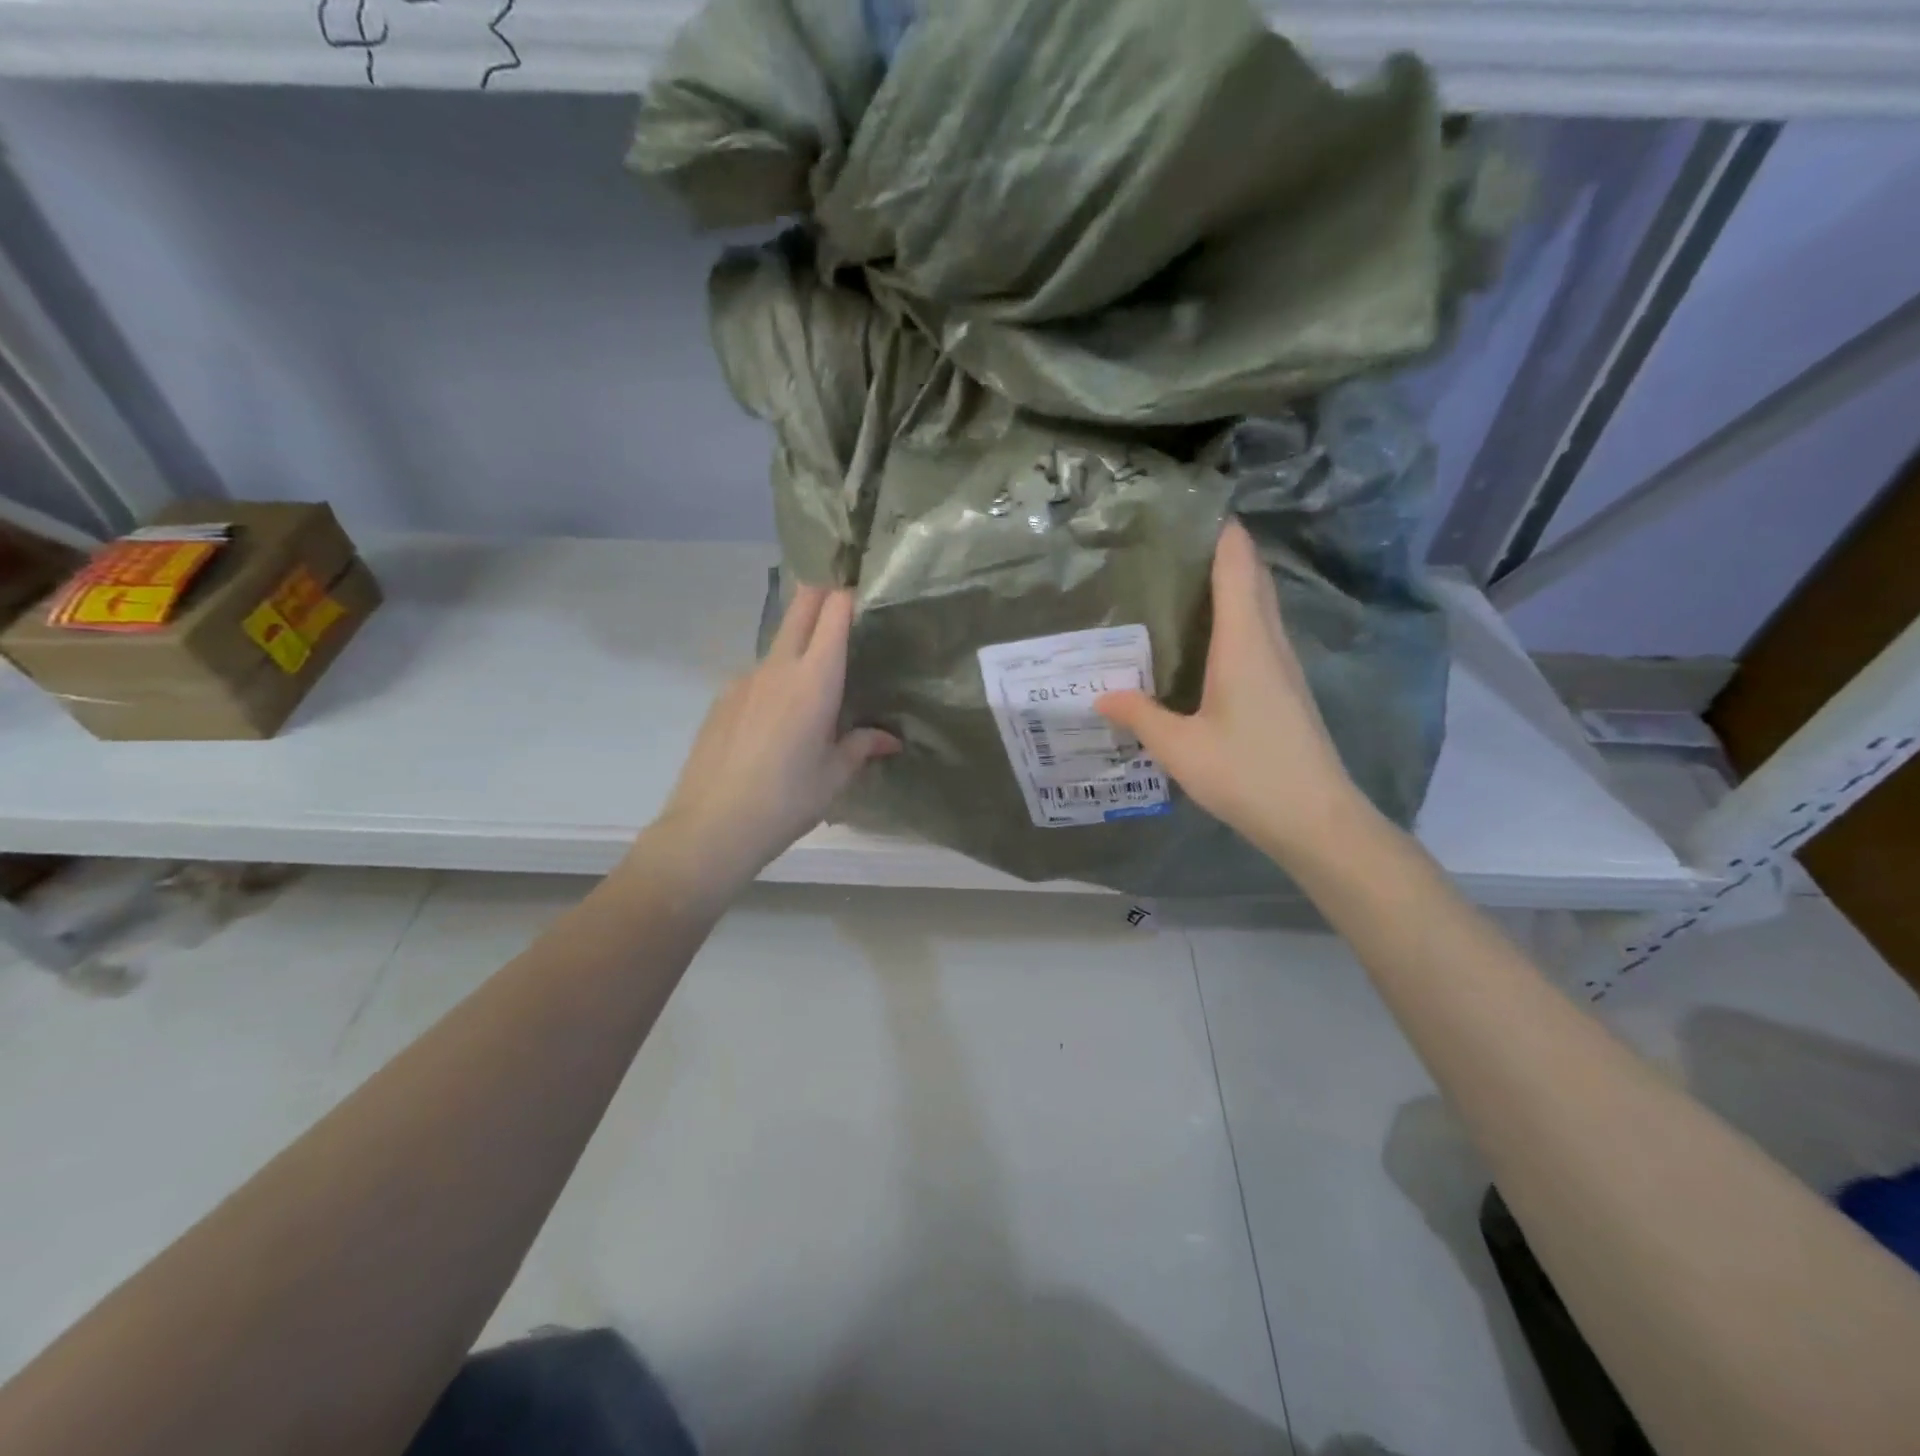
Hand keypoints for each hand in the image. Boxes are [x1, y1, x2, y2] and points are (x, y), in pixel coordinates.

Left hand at [641, 585, 898, 903]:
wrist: (711, 827)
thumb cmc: (786, 800)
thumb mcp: (834, 776)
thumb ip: (862, 747)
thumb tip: (889, 739)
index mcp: (814, 680)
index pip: (834, 612)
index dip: (851, 595)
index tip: (867, 599)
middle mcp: (778, 667)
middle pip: (801, 607)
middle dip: (823, 595)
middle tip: (845, 608)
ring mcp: (744, 679)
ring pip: (779, 644)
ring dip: (800, 647)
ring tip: (816, 689)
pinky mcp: (722, 698)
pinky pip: (758, 676)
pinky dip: (776, 682)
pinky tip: (778, 723)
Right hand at [1096, 521, 1373, 865]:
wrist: (1316, 819)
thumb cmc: (1247, 773)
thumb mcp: (1179, 748)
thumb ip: (1139, 716)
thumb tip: (1100, 696)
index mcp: (1244, 644)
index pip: (1237, 569)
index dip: (1221, 534)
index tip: (1193, 509)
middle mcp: (1269, 644)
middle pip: (1253, 580)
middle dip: (1224, 552)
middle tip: (1176, 543)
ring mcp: (1284, 666)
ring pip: (1260, 607)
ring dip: (1234, 584)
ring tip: (1186, 580)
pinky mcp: (1287, 689)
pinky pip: (1261, 633)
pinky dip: (1238, 616)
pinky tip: (1211, 637)